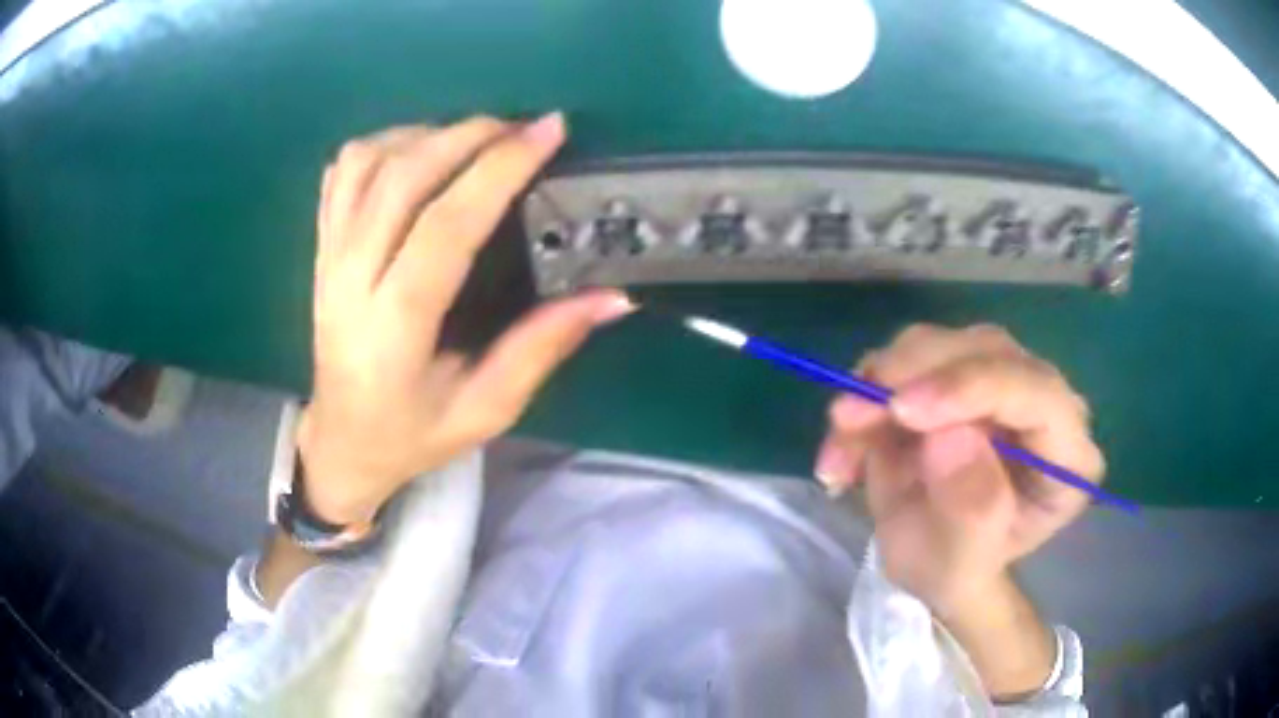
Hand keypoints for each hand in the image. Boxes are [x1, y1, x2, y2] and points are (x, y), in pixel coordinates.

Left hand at [298, 114, 632, 524]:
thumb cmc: (413, 434)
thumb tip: (612, 296)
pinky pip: (341, 172)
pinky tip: (418, 153)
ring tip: (474, 140)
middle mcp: (350, 280)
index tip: (549, 132)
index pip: (445, 226)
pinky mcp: (320, 247)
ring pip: (367, 163)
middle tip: (522, 128)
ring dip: (426, 134)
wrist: (342, 441)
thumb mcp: (486, 409)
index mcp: (394, 328)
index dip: (499, 170)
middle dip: (469, 135)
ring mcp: (327, 258)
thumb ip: (542, 348)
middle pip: (402, 176)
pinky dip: (383, 144)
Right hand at [814, 324, 1103, 617]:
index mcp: (1067, 455)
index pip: (1037, 392)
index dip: (972, 387)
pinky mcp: (957, 374)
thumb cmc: (957, 573)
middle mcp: (1043, 403)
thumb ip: (970, 511)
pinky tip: (845, 438)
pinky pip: (907, 360)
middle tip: (849, 416)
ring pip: (941, 344)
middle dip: (913, 376)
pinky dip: (868, 390)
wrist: (933, 562)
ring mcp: (1000, 381)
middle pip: (987, 351)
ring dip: (880, 384)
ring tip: (841, 440)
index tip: (903, 409)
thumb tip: (951, 436)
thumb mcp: (959, 566)